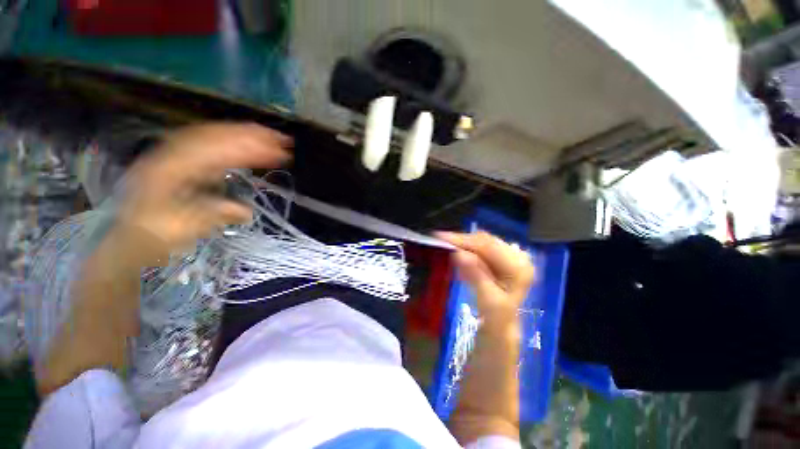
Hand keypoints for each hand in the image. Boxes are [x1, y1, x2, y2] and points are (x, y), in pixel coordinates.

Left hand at [113, 123, 291, 263]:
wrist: (130, 237)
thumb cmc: (155, 235)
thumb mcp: (183, 229)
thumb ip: (213, 215)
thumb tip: (245, 211)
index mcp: (170, 169)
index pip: (215, 151)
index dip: (249, 149)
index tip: (278, 153)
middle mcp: (171, 153)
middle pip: (215, 135)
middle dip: (251, 135)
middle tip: (282, 140)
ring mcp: (175, 154)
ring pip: (212, 135)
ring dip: (244, 134)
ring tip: (272, 138)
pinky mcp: (181, 159)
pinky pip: (208, 143)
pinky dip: (232, 141)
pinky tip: (248, 145)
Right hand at [436, 231, 534, 327]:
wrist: (502, 324)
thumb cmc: (496, 316)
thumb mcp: (487, 299)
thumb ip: (475, 275)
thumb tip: (459, 253)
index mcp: (519, 266)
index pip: (488, 246)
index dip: (464, 240)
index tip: (441, 237)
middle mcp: (517, 256)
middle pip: (485, 240)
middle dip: (462, 240)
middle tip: (440, 239)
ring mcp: (509, 255)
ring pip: (481, 242)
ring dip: (464, 244)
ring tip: (447, 247)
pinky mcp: (501, 256)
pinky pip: (480, 247)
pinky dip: (467, 249)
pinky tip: (458, 255)